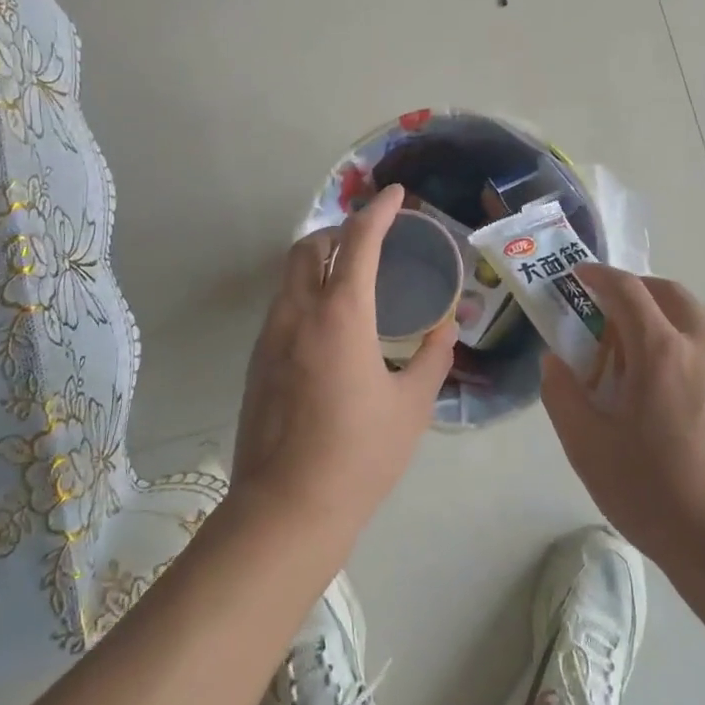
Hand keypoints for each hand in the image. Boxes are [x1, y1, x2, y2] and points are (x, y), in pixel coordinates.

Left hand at [231, 185, 456, 544]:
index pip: (359, 241)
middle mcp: (299, 313)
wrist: (286, 510)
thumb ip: (432, 356)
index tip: (396, 195)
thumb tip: (446, 326)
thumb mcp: (411, 405)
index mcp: (341, 315)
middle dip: (340, 230)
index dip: (379, 211)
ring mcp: (271, 336)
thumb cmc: (359, 455)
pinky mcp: (258, 360)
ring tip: (353, 277)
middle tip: (372, 240)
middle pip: (310, 246)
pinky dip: (306, 292)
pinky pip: (283, 305)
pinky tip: (330, 325)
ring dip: (319, 260)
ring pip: (290, 275)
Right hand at [542, 265, 704, 579]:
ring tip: (638, 347)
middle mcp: (703, 346)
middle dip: (636, 288)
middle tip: (607, 310)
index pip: (627, 290)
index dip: (599, 276)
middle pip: (670, 292)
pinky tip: (671, 384)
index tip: (579, 276)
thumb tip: (555, 361)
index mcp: (660, 351)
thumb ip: (562, 395)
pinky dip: (686, 339)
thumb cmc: (655, 494)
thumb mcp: (588, 447)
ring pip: (697, 316)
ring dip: (664, 313)